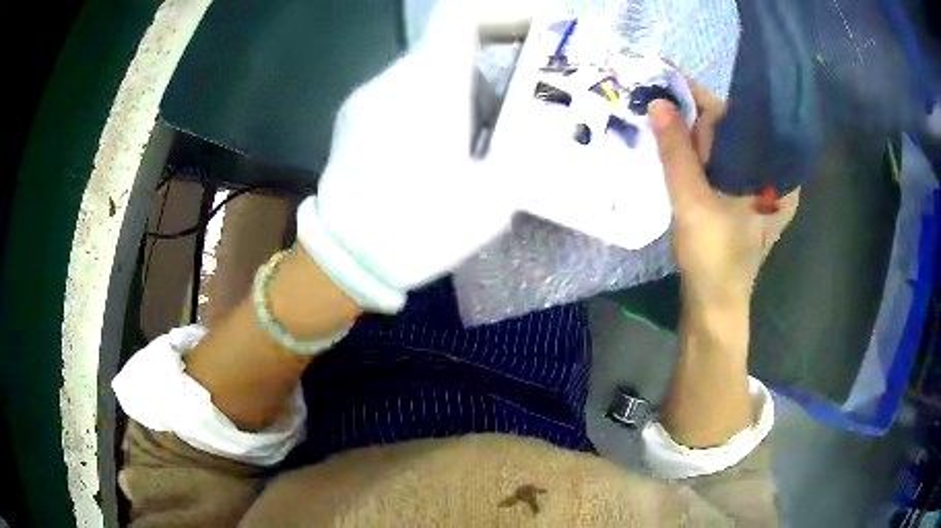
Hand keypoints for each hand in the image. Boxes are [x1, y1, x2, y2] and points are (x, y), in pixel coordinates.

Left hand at [297, 0, 513, 312]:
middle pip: (451, 50)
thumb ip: (525, 152)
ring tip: (477, 153)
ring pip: (429, 76)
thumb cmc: (417, 227)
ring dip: (463, 100)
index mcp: (430, 85)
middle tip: (517, 116)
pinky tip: (438, 158)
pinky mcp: (354, 119)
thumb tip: (540, 131)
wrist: (344, 259)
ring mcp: (368, 98)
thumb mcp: (493, 197)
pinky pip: (404, 97)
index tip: (537, 26)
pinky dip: (434, 111)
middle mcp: (394, 79)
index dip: (503, 10)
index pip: (462, 15)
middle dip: (492, 76)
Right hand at [649, 84, 799, 307]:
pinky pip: (718, 166)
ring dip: (691, 135)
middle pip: (731, 133)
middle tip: (655, 96)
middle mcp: (771, 177)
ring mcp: (756, 190)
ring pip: (722, 149)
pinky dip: (695, 155)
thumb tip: (657, 102)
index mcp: (776, 174)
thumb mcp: (693, 202)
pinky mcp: (740, 200)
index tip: (669, 76)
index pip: (740, 121)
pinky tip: (674, 146)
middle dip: (693, 116)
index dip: (703, 99)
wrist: (712, 307)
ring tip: (658, 115)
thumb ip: (677, 152)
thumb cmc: (713, 259)